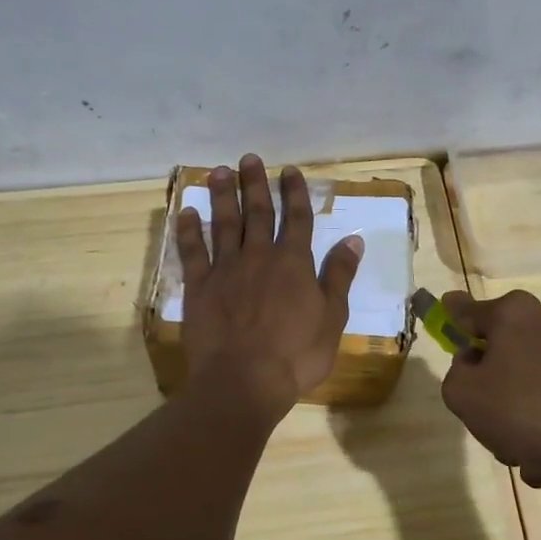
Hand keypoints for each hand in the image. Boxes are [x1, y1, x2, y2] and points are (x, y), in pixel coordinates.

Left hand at [176, 155, 363, 416]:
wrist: (244, 380)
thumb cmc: (296, 354)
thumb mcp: (331, 317)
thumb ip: (339, 276)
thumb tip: (353, 240)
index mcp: (293, 263)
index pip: (297, 219)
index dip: (294, 193)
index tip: (290, 170)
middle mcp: (259, 256)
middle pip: (258, 213)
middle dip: (255, 184)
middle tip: (249, 159)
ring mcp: (226, 269)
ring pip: (224, 224)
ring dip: (223, 196)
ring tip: (219, 172)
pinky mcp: (199, 286)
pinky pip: (192, 251)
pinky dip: (189, 230)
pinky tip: (186, 212)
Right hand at [437, 289, 540, 486]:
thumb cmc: (526, 408)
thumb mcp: (465, 395)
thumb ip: (456, 374)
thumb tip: (473, 363)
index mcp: (512, 313)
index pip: (468, 310)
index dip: (451, 314)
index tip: (445, 307)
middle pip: (501, 353)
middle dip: (491, 391)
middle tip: (486, 422)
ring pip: (528, 385)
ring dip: (519, 420)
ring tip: (522, 455)